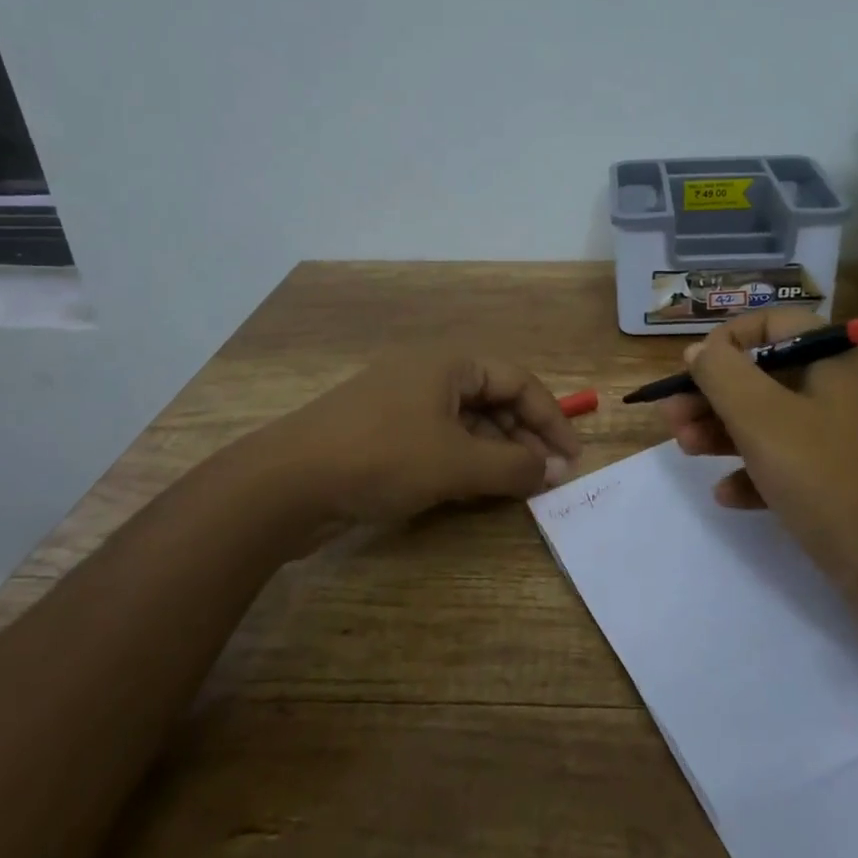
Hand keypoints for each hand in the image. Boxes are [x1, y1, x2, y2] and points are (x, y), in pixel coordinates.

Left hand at [257, 349, 583, 525]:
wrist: (285, 484)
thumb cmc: (382, 457)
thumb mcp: (456, 463)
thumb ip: (512, 467)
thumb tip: (554, 470)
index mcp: (448, 364)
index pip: (518, 380)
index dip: (551, 418)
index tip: (571, 459)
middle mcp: (427, 375)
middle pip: (492, 400)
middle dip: (523, 438)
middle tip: (546, 479)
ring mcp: (401, 405)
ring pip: (466, 425)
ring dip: (494, 455)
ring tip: (515, 491)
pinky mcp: (382, 436)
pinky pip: (438, 444)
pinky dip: (463, 465)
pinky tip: (473, 493)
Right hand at [662, 309, 857, 639]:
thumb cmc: (835, 481)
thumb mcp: (765, 419)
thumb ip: (722, 375)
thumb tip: (700, 352)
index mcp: (835, 360)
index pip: (773, 324)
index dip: (726, 341)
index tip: (691, 372)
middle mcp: (844, 391)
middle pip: (766, 375)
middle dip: (714, 394)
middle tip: (673, 419)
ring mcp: (848, 441)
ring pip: (774, 421)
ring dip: (725, 432)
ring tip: (686, 450)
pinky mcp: (847, 486)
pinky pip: (792, 465)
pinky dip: (756, 473)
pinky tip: (727, 495)